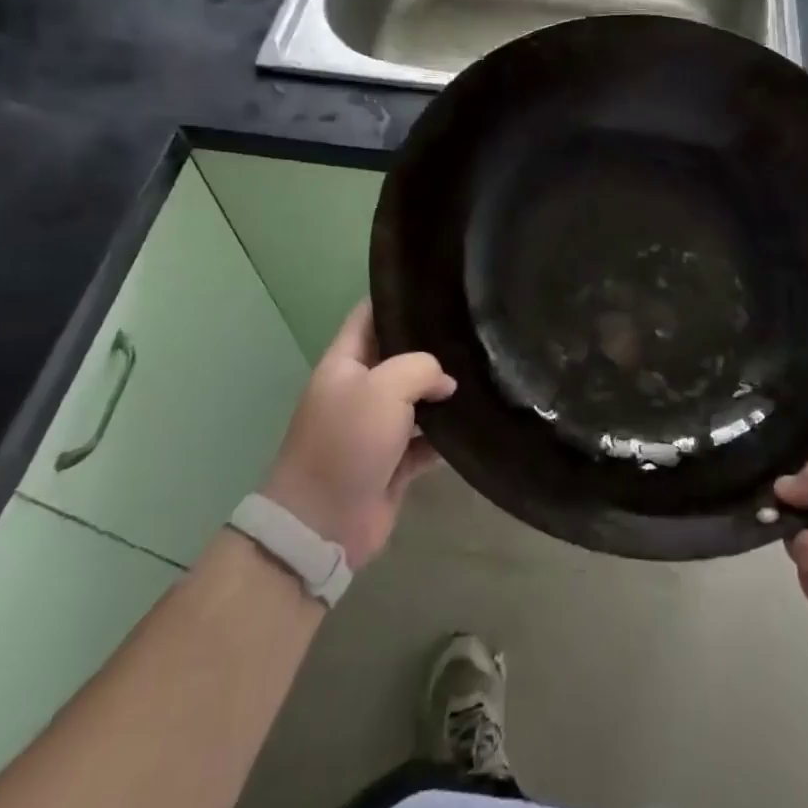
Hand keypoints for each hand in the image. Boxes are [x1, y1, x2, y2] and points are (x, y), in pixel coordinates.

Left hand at [262, 301, 455, 569]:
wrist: (322, 523)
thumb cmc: (347, 441)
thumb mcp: (384, 387)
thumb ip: (421, 368)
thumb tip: (445, 382)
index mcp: (344, 363)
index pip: (368, 315)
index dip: (395, 297)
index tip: (435, 284)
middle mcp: (359, 390)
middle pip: (397, 356)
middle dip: (430, 345)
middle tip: (473, 327)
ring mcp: (375, 428)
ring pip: (415, 399)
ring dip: (443, 392)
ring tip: (485, 369)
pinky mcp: (392, 463)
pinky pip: (425, 441)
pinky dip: (445, 435)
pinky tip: (474, 421)